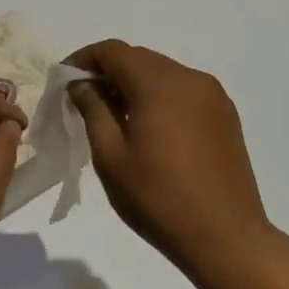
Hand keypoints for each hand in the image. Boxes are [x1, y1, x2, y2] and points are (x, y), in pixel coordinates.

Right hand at [65, 40, 281, 280]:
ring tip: (113, 118)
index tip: (64, 81)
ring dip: (133, 86)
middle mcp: (190, 78)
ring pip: (162, 74)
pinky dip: (158, 98)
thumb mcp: (110, 155)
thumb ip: (93, 109)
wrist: (225, 237)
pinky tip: (147, 129)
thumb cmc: (157, 197)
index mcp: (159, 84)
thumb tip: (81, 83)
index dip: (84, 59)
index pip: (113, 51)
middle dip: (108, 73)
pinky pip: (183, 92)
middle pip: (139, 59)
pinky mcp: (225, 116)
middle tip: (83, 102)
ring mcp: (213, 96)